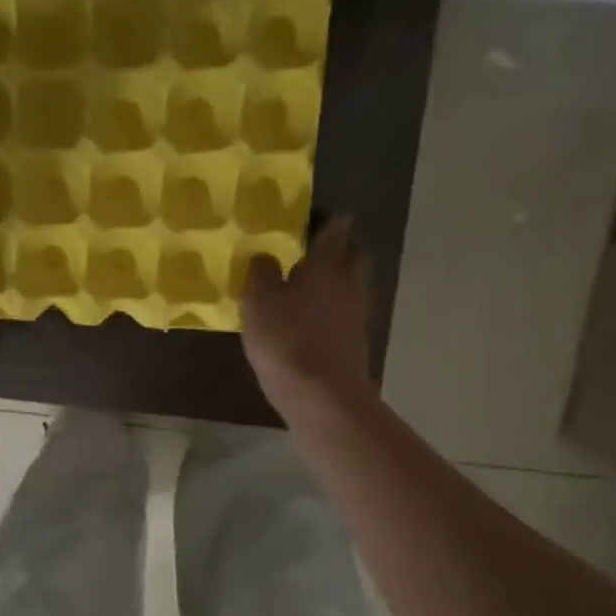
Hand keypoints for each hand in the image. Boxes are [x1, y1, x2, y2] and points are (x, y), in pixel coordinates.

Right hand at [241, 216, 376, 420]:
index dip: (326, 219)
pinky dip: (334, 309)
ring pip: (353, 284)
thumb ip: (260, 273)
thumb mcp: (258, 303)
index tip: (309, 218)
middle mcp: (349, 283)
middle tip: (311, 249)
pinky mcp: (355, 342)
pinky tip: (312, 320)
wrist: (323, 398)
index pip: (336, 228)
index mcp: (327, 265)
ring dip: (337, 280)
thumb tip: (265, 255)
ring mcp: (357, 314)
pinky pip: (347, 313)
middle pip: (354, 254)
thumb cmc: (287, 342)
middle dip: (338, 247)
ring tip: (308, 286)